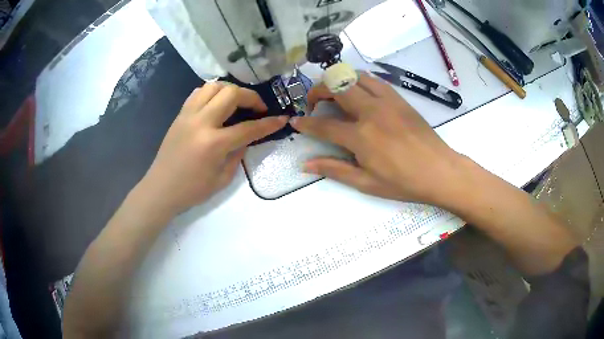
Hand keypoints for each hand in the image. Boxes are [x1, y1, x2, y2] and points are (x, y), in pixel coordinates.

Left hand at [137, 82, 287, 215]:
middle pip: (231, 94)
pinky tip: (217, 103)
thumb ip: (238, 154)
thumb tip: (247, 137)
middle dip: (251, 97)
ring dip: (231, 90)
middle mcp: (201, 122)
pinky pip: (198, 92)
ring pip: (213, 86)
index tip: (282, 118)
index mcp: (213, 143)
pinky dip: (212, 92)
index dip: (269, 123)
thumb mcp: (223, 178)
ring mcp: (188, 115)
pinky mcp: (180, 114)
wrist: (161, 188)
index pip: (248, 128)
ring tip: (237, 102)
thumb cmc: (192, 190)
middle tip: (258, 108)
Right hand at [291, 72, 466, 204]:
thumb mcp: (366, 183)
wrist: (440, 171)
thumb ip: (334, 170)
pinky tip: (359, 93)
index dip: (305, 123)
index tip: (295, 121)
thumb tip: (306, 165)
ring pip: (355, 76)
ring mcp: (387, 101)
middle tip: (313, 103)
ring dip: (339, 81)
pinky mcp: (399, 98)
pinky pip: (374, 80)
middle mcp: (371, 112)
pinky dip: (360, 80)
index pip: (323, 125)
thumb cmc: (403, 182)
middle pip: (336, 87)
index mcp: (361, 137)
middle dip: (317, 90)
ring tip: (335, 94)